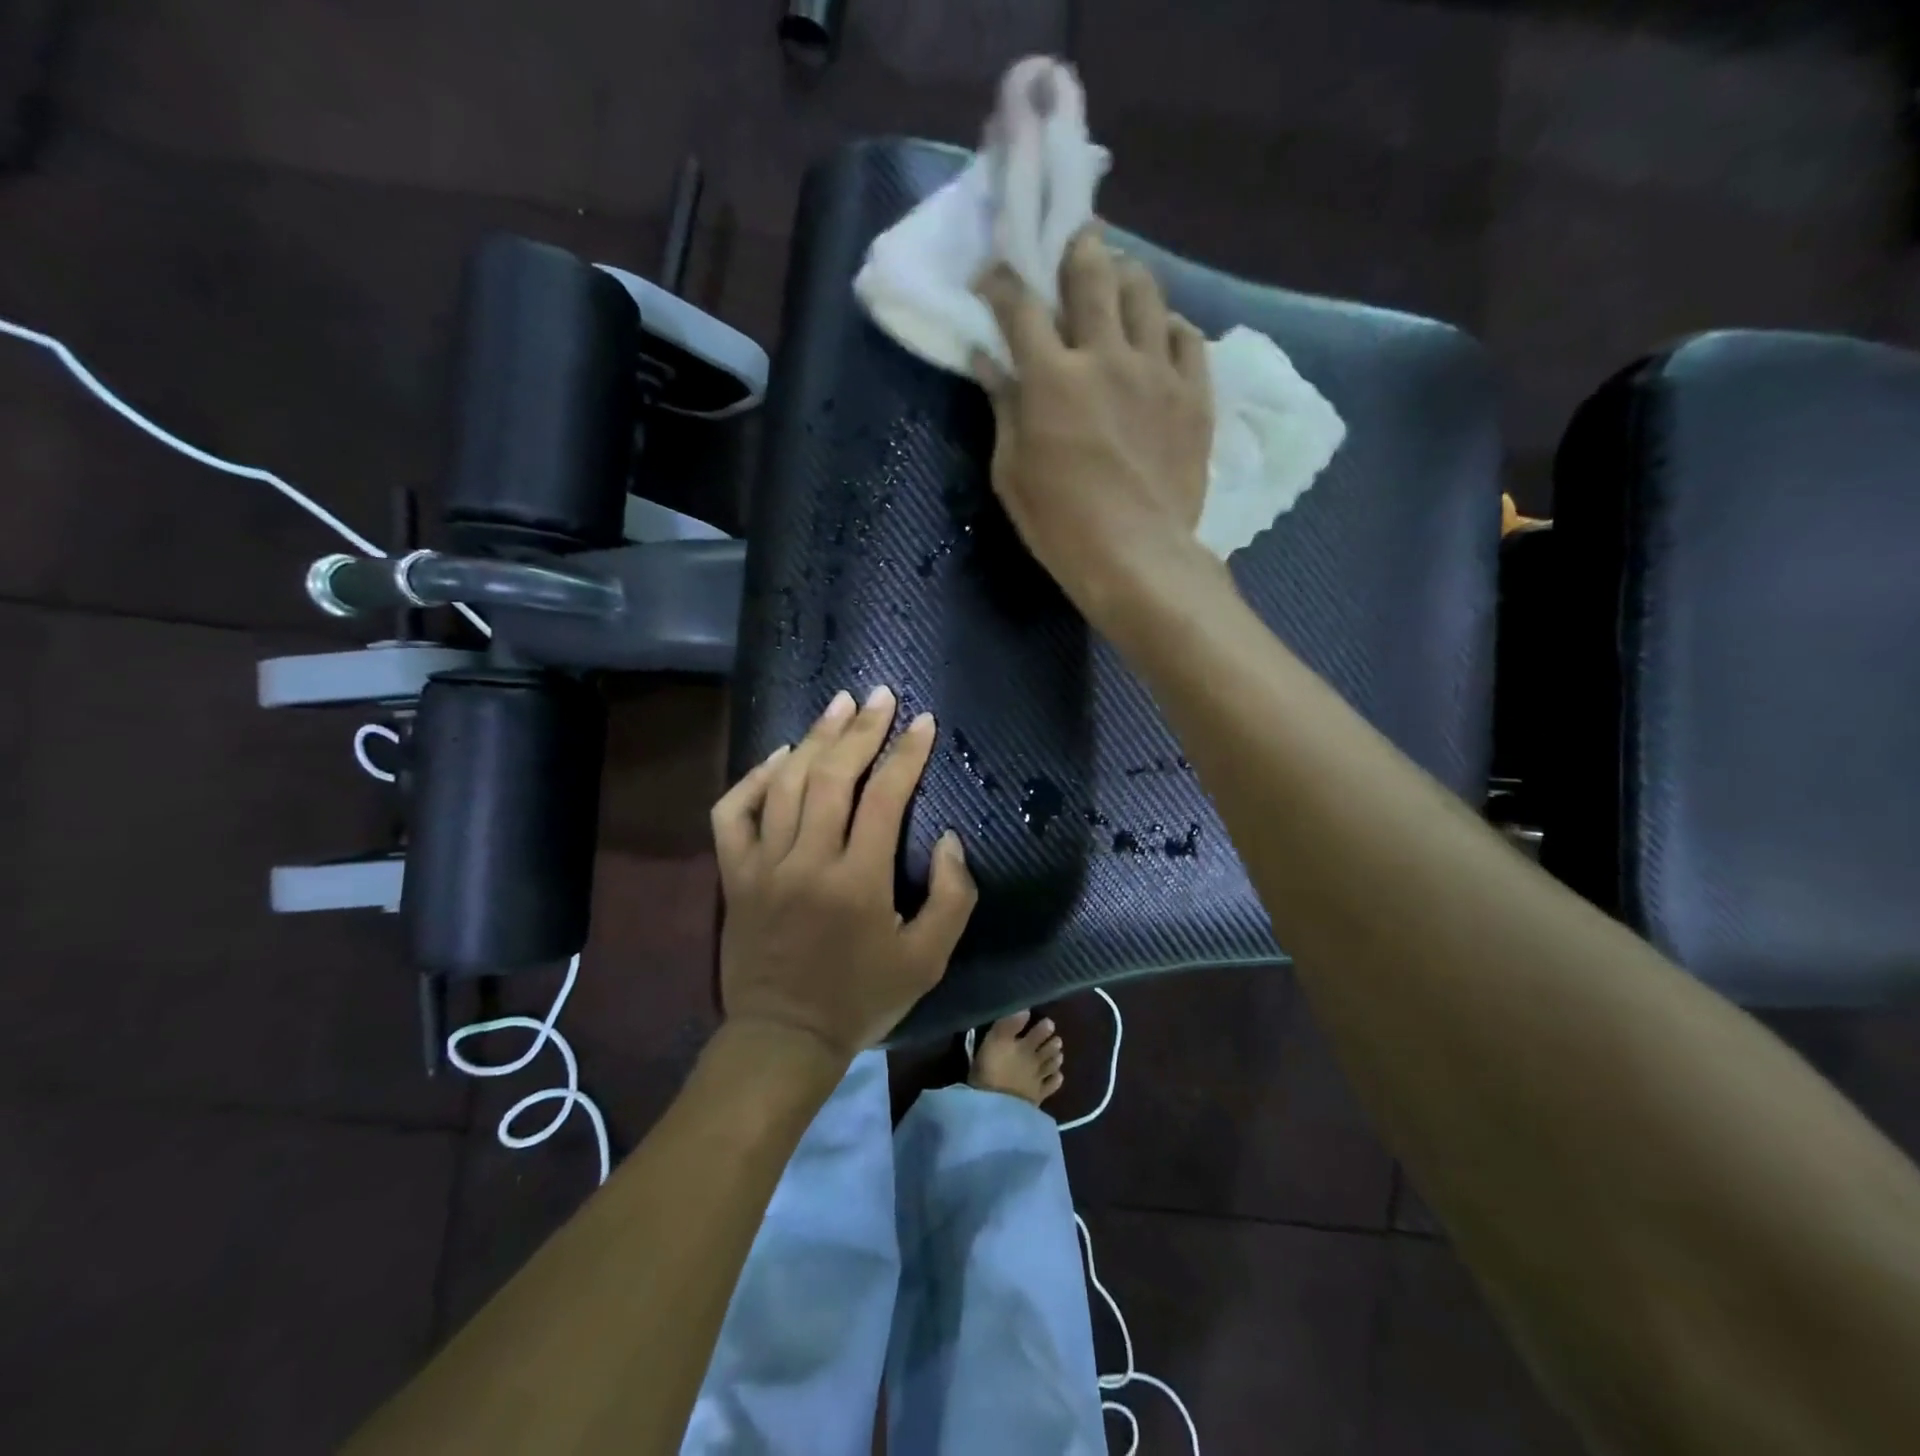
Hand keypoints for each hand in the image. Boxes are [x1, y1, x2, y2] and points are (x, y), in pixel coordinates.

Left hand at [710, 686, 977, 1059]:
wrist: (784, 1037)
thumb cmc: (862, 998)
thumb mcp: (928, 960)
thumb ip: (953, 898)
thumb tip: (949, 838)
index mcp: (858, 882)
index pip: (885, 797)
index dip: (907, 754)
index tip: (923, 723)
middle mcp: (807, 861)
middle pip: (832, 775)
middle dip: (861, 729)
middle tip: (881, 696)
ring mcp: (763, 866)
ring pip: (785, 783)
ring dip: (815, 738)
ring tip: (839, 705)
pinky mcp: (734, 875)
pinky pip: (734, 812)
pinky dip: (753, 778)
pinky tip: (779, 757)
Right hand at [973, 228, 1214, 623]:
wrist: (1137, 557)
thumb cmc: (1060, 525)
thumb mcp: (1012, 474)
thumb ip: (1003, 410)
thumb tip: (988, 363)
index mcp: (1051, 378)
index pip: (1020, 306)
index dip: (1002, 283)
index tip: (994, 278)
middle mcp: (1105, 355)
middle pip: (1091, 273)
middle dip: (1075, 250)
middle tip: (1071, 248)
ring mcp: (1157, 371)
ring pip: (1146, 292)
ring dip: (1126, 277)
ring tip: (1118, 283)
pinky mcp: (1195, 394)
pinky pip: (1188, 337)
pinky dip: (1169, 327)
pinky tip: (1159, 335)